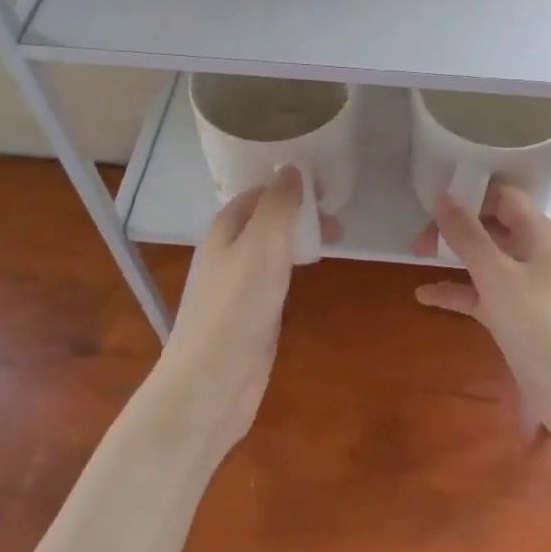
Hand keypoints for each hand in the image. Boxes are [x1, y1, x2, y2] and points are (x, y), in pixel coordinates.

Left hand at [154, 168, 332, 457]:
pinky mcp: (252, 313)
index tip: (326, 184)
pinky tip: (313, 271)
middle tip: (338, 217)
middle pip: (267, 219)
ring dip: (301, 237)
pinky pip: (276, 276)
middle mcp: (229, 251)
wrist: (213, 382)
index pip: (258, 192)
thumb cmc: (236, 305)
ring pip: (273, 247)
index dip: (288, 184)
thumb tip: (290, 168)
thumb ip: (277, 205)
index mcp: (225, 229)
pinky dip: (296, 265)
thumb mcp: (261, 244)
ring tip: (336, 236)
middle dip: (300, 211)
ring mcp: (239, 284)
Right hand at [415, 185, 550, 449]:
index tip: (433, 200)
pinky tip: (425, 297)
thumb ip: (468, 235)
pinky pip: (483, 296)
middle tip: (419, 238)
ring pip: (486, 261)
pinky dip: (458, 293)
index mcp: (538, 234)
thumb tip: (442, 195)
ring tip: (415, 255)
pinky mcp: (519, 320)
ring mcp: (527, 289)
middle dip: (456, 226)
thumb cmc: (542, 323)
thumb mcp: (498, 275)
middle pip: (492, 226)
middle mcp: (534, 255)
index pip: (503, 196)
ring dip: (454, 257)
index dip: (470, 192)